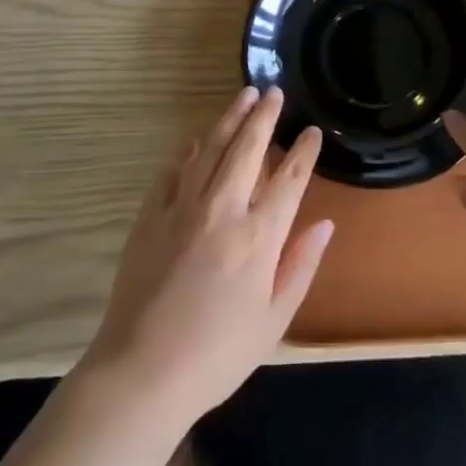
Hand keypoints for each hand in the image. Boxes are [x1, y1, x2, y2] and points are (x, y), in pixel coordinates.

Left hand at [82, 87, 332, 425]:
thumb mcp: (274, 320)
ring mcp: (182, 208)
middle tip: (275, 92)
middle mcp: (223, 210)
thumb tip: (324, 224)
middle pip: (248, 149)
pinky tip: (198, 139)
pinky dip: (189, 150)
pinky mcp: (150, 215)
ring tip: (244, 96)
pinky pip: (174, 170)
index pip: (288, 180)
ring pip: (211, 148)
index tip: (311, 131)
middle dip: (265, 116)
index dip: (302, 152)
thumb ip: (301, 266)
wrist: (141, 372)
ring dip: (230, 119)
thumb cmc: (218, 354)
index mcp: (259, 237)